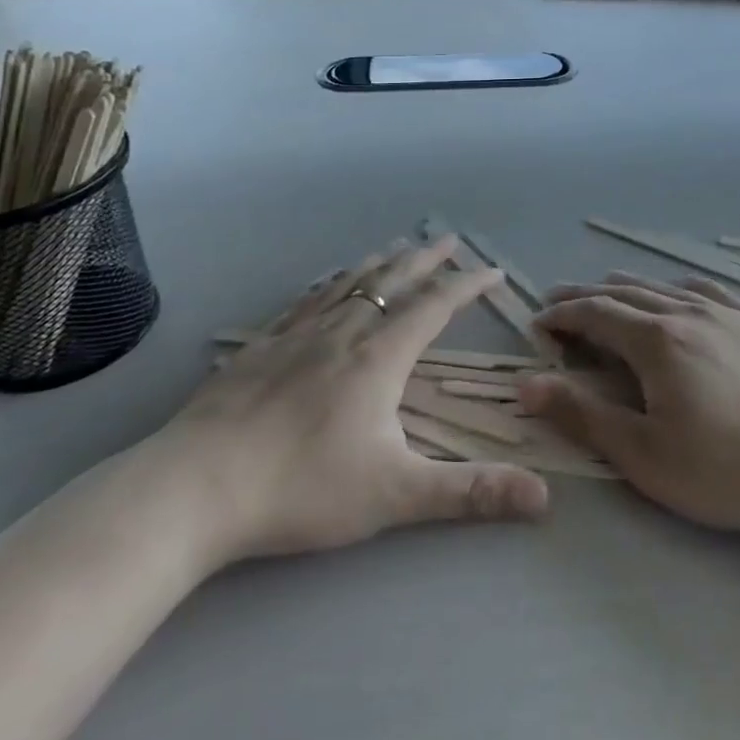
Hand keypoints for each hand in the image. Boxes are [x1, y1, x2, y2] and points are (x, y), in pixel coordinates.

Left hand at [139, 236, 549, 572]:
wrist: (195, 488)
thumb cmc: (303, 487)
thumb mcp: (396, 495)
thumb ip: (470, 492)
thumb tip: (544, 498)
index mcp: (380, 356)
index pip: (435, 306)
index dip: (468, 286)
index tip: (492, 271)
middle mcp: (343, 332)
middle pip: (393, 281)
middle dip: (426, 260)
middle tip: (449, 240)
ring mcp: (296, 336)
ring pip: (348, 284)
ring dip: (380, 264)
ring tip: (396, 249)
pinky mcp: (258, 349)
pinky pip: (304, 301)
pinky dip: (328, 284)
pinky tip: (325, 284)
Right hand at [520, 272, 739, 570]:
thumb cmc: (728, 468)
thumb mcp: (646, 456)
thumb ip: (584, 415)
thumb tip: (528, 384)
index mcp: (656, 340)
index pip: (595, 313)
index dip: (562, 315)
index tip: (539, 321)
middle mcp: (688, 311)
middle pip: (625, 293)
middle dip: (587, 296)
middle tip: (560, 302)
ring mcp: (729, 312)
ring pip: (666, 287)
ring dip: (629, 288)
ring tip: (609, 291)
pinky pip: (708, 290)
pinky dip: (677, 288)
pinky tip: (680, 294)